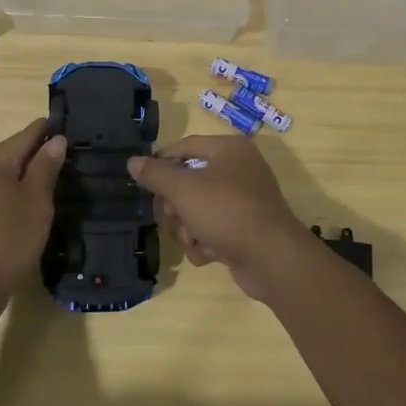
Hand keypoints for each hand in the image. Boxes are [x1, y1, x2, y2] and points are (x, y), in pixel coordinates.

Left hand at [0, 118, 66, 323]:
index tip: (72, 131)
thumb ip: (46, 166)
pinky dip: (10, 195)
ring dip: (24, 178)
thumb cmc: (8, 240)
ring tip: (52, 185)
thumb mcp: (36, 201)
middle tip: (68, 163)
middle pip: (12, 153)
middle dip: (38, 156)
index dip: (50, 131)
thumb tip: (56, 139)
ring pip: (2, 175)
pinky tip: (27, 208)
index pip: (27, 134)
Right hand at [127, 137, 307, 301]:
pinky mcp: (244, 229)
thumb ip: (156, 174)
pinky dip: (205, 242)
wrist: (272, 259)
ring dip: (188, 228)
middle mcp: (238, 169)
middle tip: (175, 218)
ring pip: (196, 209)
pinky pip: (212, 228)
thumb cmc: (227, 212)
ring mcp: (243, 201)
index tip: (144, 183)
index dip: (161, 162)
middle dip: (176, 206)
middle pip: (188, 181)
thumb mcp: (185, 189)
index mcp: (229, 149)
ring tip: (194, 240)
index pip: (185, 146)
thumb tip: (132, 162)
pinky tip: (209, 254)